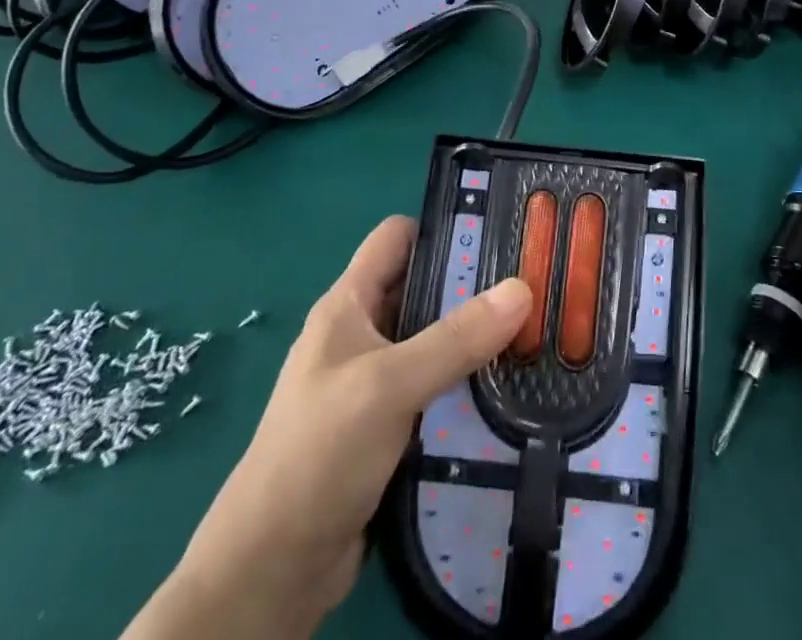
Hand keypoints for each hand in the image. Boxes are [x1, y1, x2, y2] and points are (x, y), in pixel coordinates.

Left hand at [131, 218, 529, 639]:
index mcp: (347, 305)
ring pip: (432, 343)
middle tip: (530, 289)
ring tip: (531, 337)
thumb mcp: (389, 384)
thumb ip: (456, 338)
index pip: (396, 238)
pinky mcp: (385, 429)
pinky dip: (464, 386)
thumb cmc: (318, 454)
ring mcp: (371, 384)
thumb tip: (523, 287)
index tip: (498, 234)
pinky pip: (433, 390)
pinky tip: (504, 393)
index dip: (442, 228)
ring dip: (473, 342)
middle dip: (472, 287)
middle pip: (422, 289)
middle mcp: (360, 335)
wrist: (270, 572)